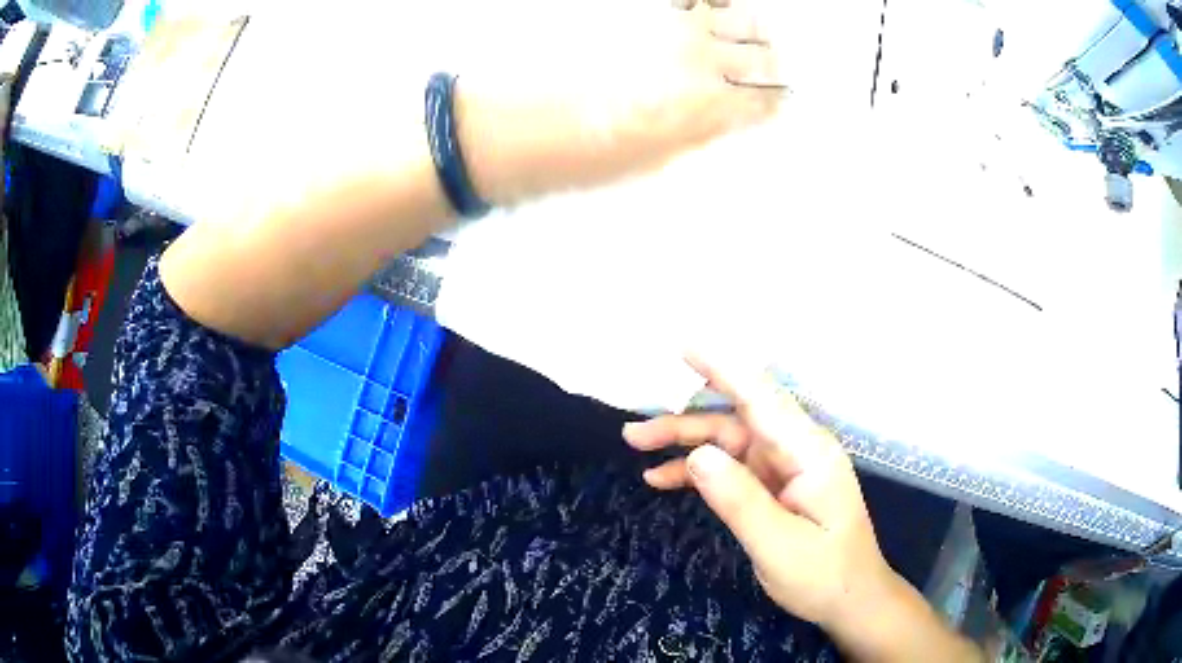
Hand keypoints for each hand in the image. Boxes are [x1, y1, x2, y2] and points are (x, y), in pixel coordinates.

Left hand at [455, 0, 787, 204]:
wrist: (511, 124)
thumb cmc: (580, 158)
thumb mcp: (655, 163)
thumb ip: (701, 132)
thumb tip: (727, 113)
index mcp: (707, 111)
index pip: (770, 98)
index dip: (775, 98)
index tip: (772, 99)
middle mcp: (698, 63)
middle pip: (765, 53)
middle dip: (769, 62)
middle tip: (757, 68)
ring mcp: (670, 27)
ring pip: (741, 16)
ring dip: (747, 29)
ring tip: (732, 38)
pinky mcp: (641, 8)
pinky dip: (712, 5)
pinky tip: (704, 16)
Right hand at [624, 357, 983, 661]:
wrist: (850, 600)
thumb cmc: (825, 576)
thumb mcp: (779, 547)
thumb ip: (740, 500)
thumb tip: (697, 455)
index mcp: (808, 453)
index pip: (761, 397)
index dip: (722, 368)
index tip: (683, 345)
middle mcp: (796, 449)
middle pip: (736, 418)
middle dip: (685, 417)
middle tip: (635, 429)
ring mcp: (784, 466)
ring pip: (728, 441)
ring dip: (685, 443)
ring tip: (637, 447)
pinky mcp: (774, 485)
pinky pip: (731, 467)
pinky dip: (699, 471)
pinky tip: (663, 479)